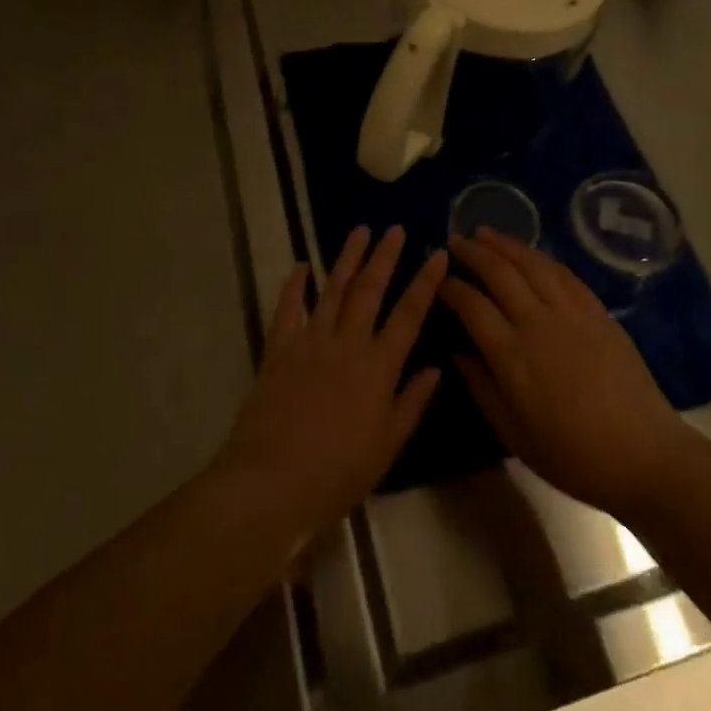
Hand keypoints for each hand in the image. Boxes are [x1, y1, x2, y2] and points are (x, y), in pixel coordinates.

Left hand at [212, 226, 444, 543]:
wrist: (271, 481)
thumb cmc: (337, 473)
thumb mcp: (386, 447)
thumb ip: (411, 403)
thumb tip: (436, 368)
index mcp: (378, 367)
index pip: (409, 314)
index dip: (425, 282)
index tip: (438, 255)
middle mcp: (347, 343)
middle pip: (370, 289)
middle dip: (385, 256)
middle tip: (395, 229)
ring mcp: (310, 341)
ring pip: (333, 289)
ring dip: (347, 258)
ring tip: (360, 231)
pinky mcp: (279, 348)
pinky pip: (288, 307)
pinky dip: (294, 284)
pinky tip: (302, 266)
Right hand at [443, 229, 695, 517]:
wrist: (644, 455)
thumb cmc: (573, 455)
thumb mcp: (515, 435)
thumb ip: (482, 388)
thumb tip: (457, 353)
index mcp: (512, 356)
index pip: (472, 306)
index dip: (452, 287)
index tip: (438, 279)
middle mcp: (537, 323)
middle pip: (499, 274)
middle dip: (473, 253)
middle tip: (455, 240)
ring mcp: (571, 313)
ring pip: (532, 264)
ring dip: (505, 245)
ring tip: (486, 233)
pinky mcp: (597, 311)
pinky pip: (564, 274)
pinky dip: (541, 258)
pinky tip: (530, 253)